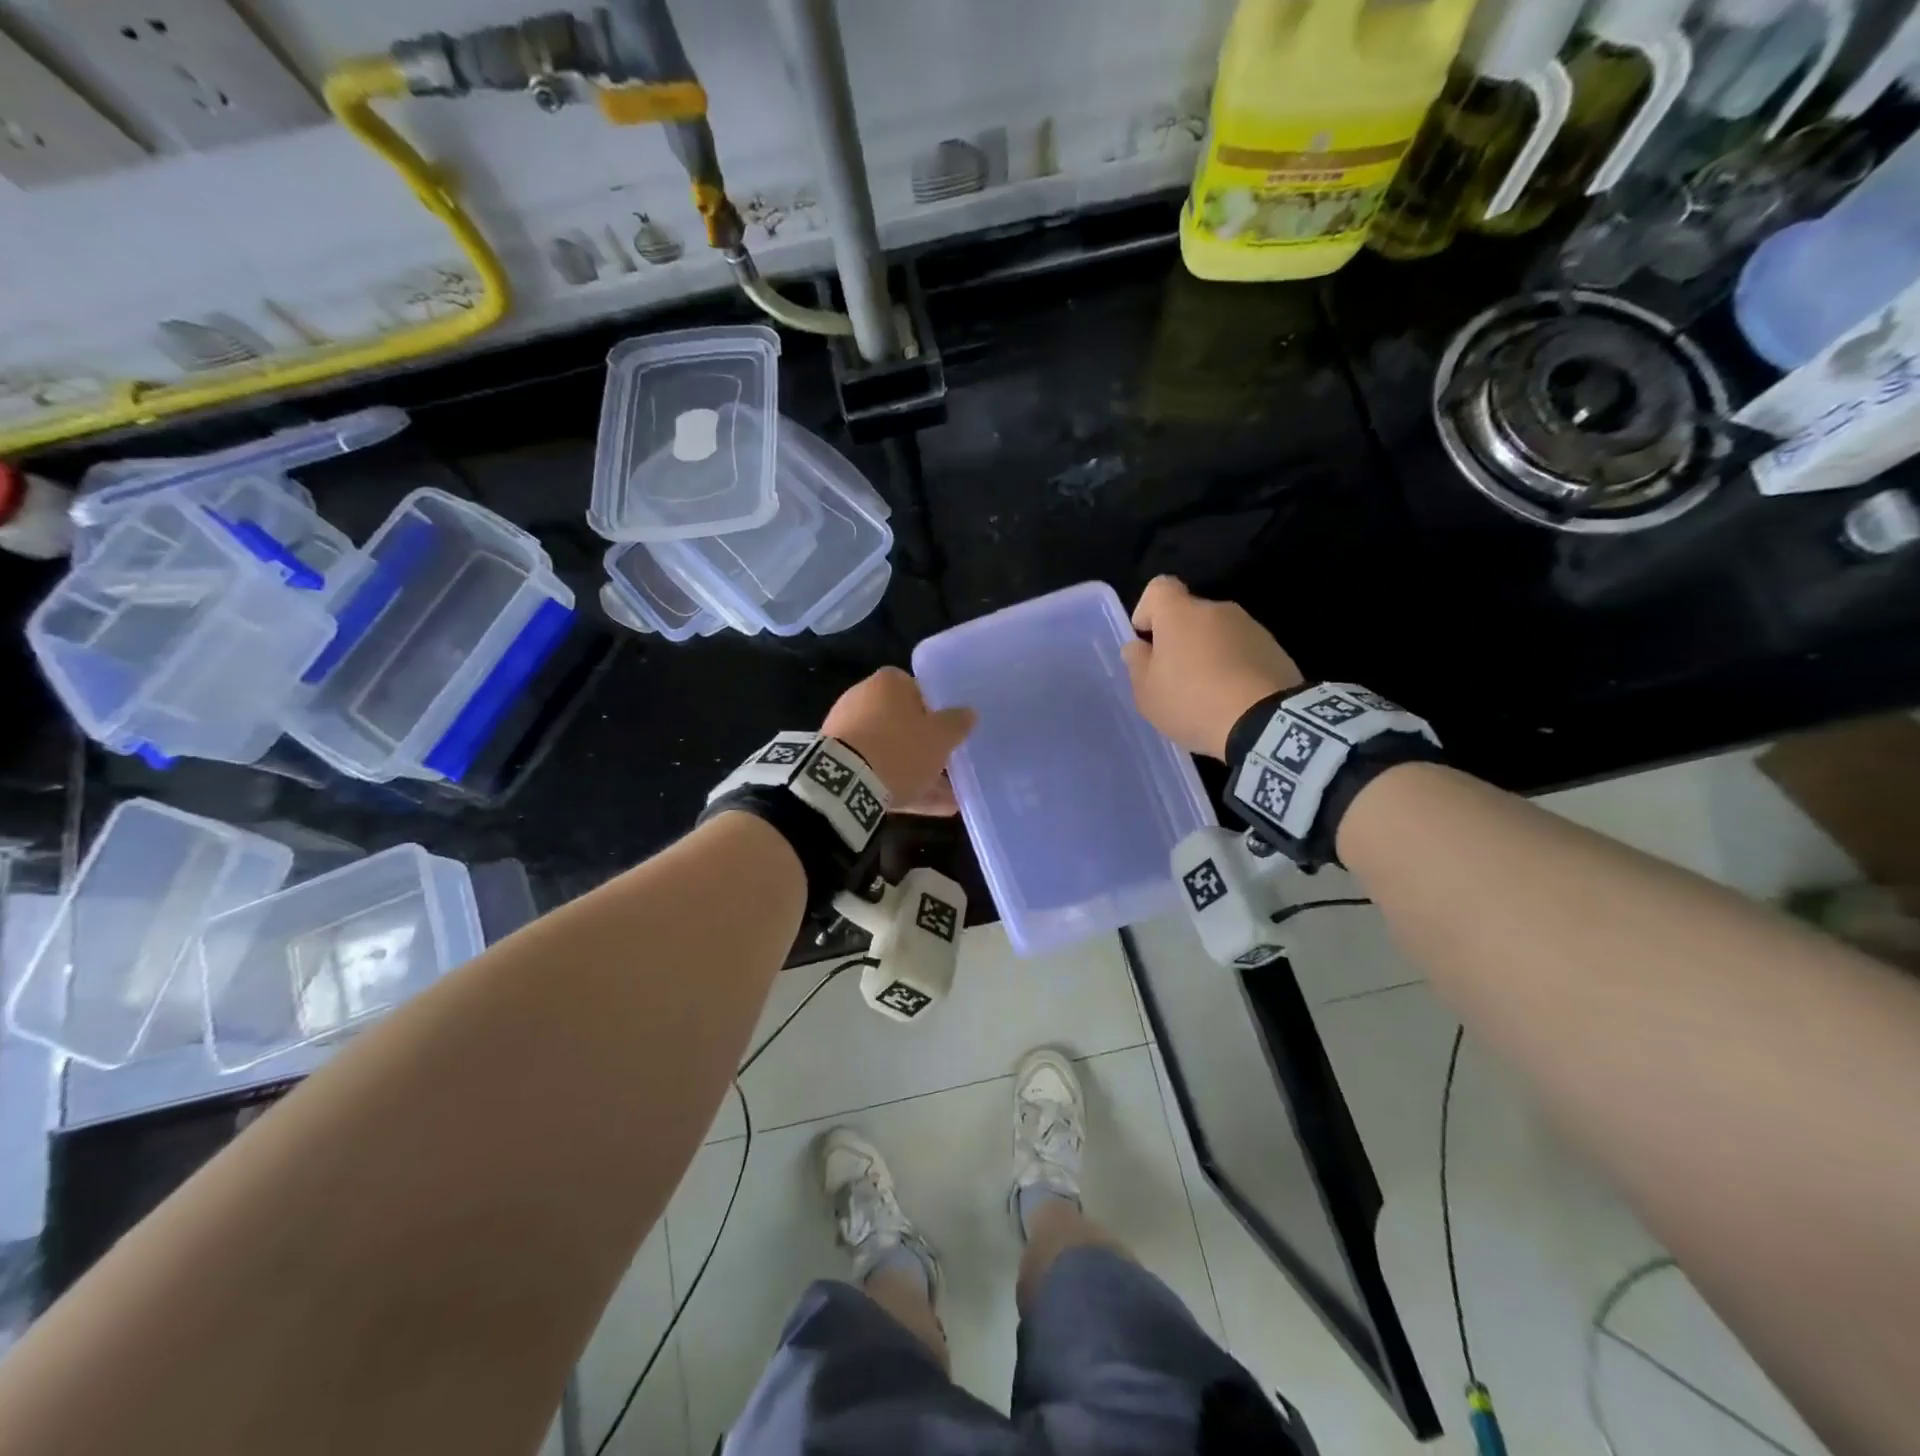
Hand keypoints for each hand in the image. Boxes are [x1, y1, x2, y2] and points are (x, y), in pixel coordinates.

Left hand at [822, 667, 975, 814]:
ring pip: (891, 750)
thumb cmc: (900, 749)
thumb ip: (957, 723)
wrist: (844, 783)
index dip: (937, 711)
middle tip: (948, 766)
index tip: (949, 733)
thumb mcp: (940, 737)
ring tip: (947, 799)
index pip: (918, 689)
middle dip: (926, 746)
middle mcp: (863, 699)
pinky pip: (875, 769)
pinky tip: (924, 807)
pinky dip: (898, 784)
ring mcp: (847, 731)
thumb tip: (969, 712)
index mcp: (888, 683)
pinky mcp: (838, 761)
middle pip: (903, 722)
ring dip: (916, 771)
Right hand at [1122, 576, 1303, 759]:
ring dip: (1209, 653)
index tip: (1147, 641)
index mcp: (1181, 613)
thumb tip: (1138, 647)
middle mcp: (1217, 609)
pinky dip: (1234, 666)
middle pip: (1190, 614)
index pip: (1159, 587)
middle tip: (1175, 677)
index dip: (1148, 610)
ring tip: (1207, 692)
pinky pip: (1243, 650)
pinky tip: (1232, 698)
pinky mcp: (1275, 648)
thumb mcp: (1147, 692)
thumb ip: (1137, 663)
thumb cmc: (1193, 702)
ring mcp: (1251, 627)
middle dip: (1180, 638)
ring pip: (1218, 633)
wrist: (1264, 724)